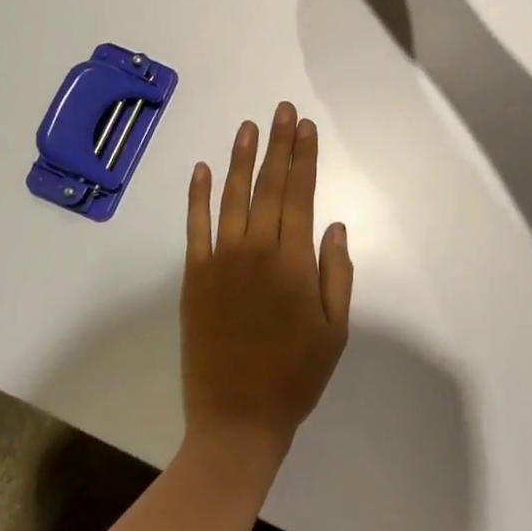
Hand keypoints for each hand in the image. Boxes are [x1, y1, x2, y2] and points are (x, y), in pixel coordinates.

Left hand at [181, 103, 352, 467]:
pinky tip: (201, 168)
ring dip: (241, 159)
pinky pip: (195, 227)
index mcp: (294, 262)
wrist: (237, 419)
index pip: (301, 194)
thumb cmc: (296, 375)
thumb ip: (337, 274)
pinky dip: (197, 196)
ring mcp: (221, 260)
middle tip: (282, 111)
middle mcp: (257, 250)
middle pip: (270, 186)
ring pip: (233, 197)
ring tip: (248, 127)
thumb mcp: (335, 330)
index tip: (306, 127)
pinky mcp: (195, 276)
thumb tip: (334, 225)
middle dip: (278, 145)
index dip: (304, 157)